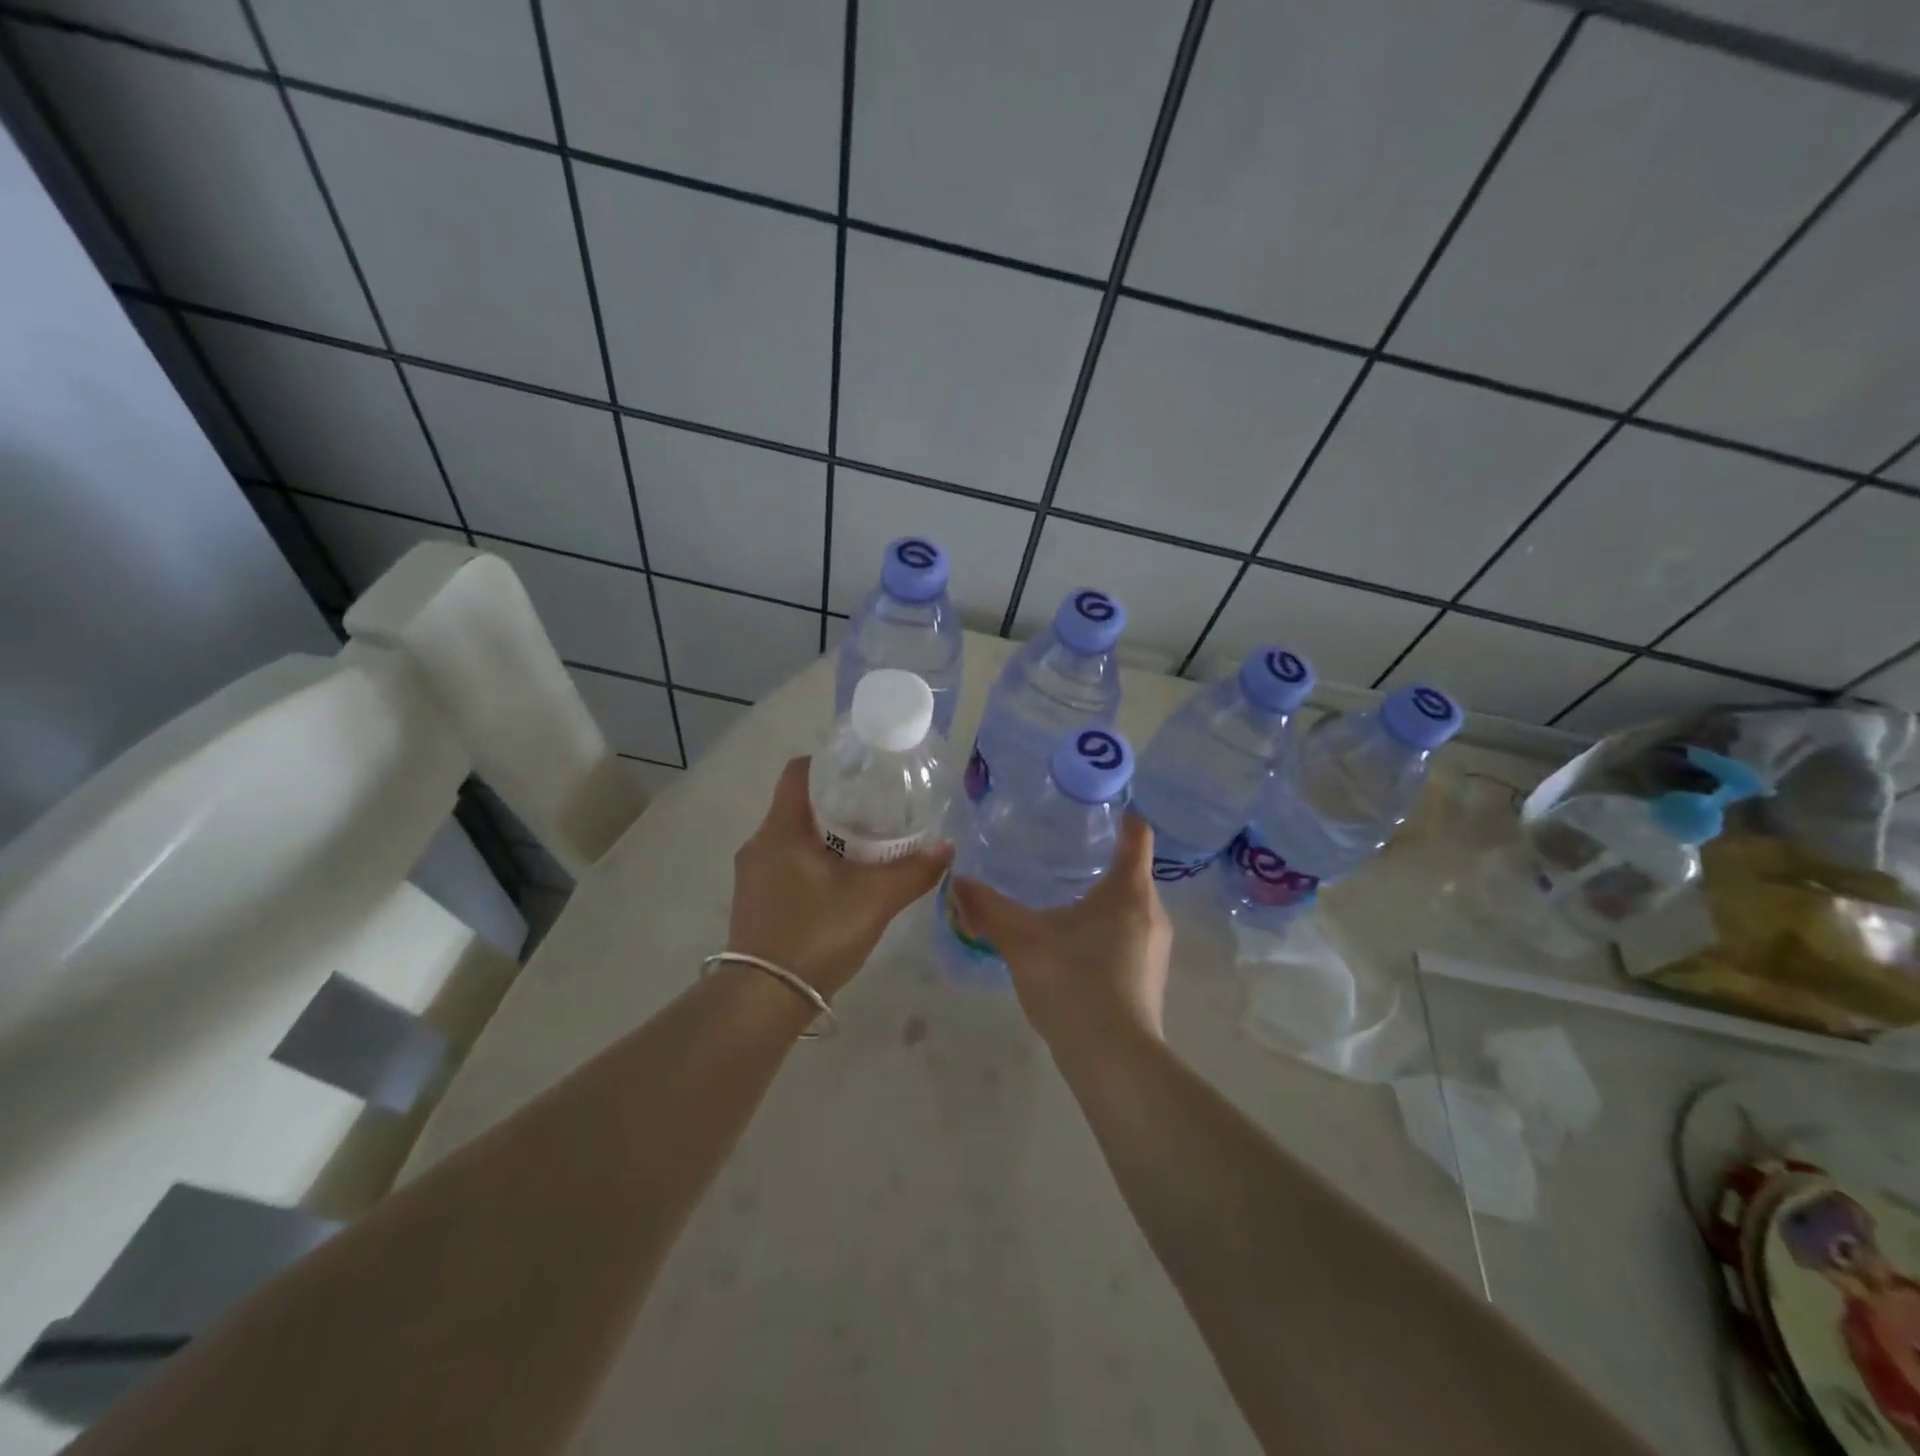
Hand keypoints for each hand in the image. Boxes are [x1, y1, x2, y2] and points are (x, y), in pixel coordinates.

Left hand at [727, 757, 951, 998]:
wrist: (763, 1001)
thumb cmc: (816, 934)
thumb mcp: (874, 900)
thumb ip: (914, 871)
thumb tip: (947, 846)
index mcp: (781, 830)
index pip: (799, 772)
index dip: (830, 763)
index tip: (863, 769)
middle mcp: (759, 844)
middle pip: (799, 805)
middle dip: (838, 803)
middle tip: (878, 808)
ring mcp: (753, 876)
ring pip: (793, 838)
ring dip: (827, 836)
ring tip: (867, 845)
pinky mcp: (755, 902)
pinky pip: (786, 865)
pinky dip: (814, 862)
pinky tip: (842, 883)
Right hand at [947, 813, 1170, 1052]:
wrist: (1113, 1058)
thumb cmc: (1073, 981)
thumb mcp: (1022, 940)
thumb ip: (989, 908)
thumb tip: (958, 882)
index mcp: (1128, 890)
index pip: (1138, 836)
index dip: (1123, 819)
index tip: (1102, 811)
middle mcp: (1152, 913)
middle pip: (1134, 874)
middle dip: (1104, 863)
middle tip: (1065, 857)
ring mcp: (1156, 950)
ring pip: (1131, 911)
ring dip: (1104, 903)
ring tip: (1065, 904)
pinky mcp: (1150, 979)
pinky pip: (1130, 940)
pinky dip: (1107, 934)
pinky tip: (1075, 951)